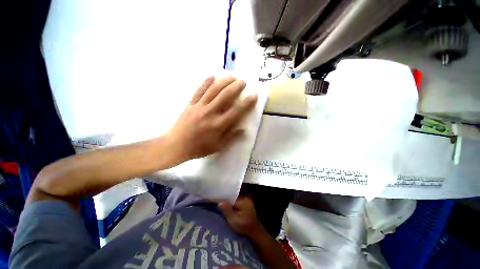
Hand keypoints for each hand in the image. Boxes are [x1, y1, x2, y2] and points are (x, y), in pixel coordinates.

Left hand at [166, 76, 257, 161]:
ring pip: (213, 90)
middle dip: (236, 87)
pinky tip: (212, 76)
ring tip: (232, 76)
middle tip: (243, 81)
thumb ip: (231, 136)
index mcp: (219, 125)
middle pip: (225, 96)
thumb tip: (244, 129)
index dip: (247, 103)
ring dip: (224, 81)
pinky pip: (199, 90)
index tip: (254, 95)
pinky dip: (206, 82)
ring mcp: (199, 106)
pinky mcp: (191, 104)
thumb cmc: (199, 148)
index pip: (236, 111)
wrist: (177, 145)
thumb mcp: (218, 146)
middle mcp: (210, 113)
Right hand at [218, 196, 262, 237]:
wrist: (255, 231)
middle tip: (218, 201)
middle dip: (226, 198)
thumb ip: (227, 210)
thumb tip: (220, 202)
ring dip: (230, 201)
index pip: (231, 195)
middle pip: (233, 195)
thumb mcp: (233, 220)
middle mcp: (245, 197)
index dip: (224, 197)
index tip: (217, 199)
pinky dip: (233, 202)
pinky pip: (238, 200)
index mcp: (243, 200)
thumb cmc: (244, 226)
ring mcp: (246, 199)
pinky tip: (229, 206)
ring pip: (235, 198)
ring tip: (222, 203)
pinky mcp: (246, 202)